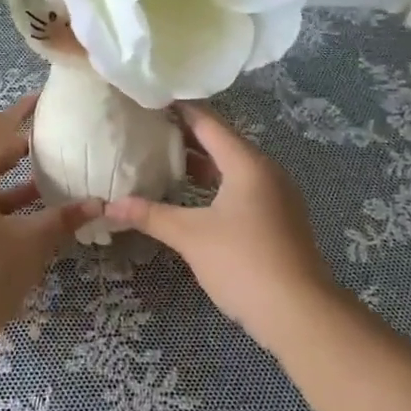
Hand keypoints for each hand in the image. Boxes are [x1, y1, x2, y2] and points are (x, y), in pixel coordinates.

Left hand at [0, 96, 100, 352]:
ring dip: (13, 188)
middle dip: (16, 152)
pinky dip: (3, 212)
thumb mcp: (30, 244)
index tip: (40, 101)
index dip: (17, 115)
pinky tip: (29, 225)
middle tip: (48, 144)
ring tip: (47, 185)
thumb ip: (62, 220)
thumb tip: (97, 203)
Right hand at [106, 104, 336, 346]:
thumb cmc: (243, 262)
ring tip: (162, 159)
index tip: (151, 98)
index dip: (179, 109)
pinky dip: (215, 185)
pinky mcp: (278, 219)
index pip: (208, 123)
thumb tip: (110, 206)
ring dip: (201, 163)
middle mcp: (265, 172)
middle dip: (186, 136)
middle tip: (148, 128)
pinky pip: (241, 188)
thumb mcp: (190, 236)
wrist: (299, 313)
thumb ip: (151, 215)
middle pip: (222, 143)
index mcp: (247, 164)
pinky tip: (191, 197)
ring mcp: (276, 196)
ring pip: (232, 168)